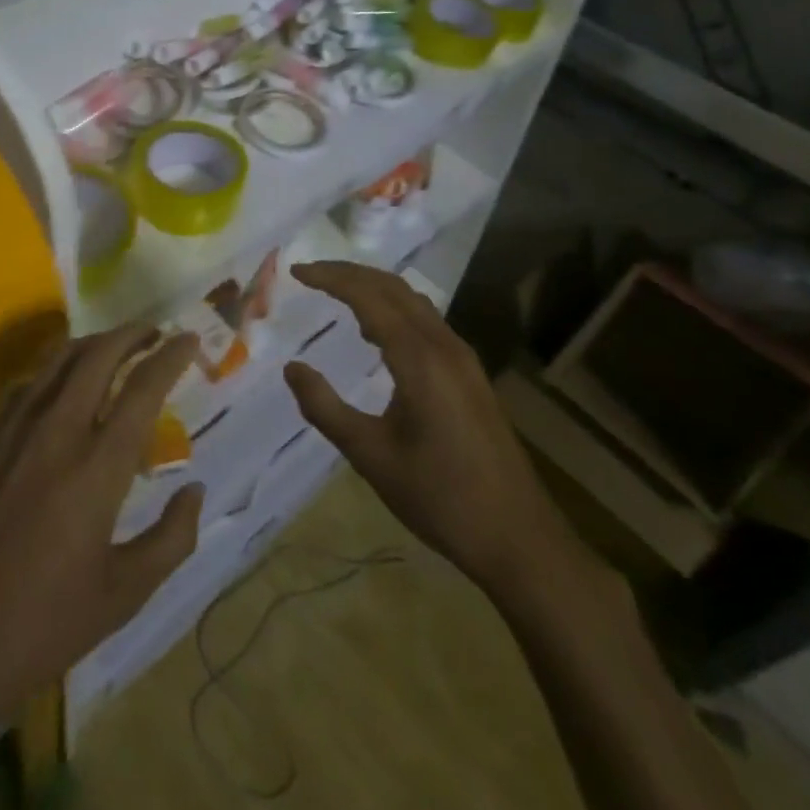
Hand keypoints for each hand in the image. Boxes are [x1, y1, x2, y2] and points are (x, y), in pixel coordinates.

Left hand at [0, 324, 203, 731]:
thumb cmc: (36, 628)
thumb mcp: (120, 597)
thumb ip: (170, 540)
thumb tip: (195, 490)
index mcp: (96, 468)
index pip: (142, 388)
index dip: (170, 356)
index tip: (188, 339)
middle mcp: (55, 431)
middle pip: (98, 354)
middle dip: (131, 333)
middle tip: (154, 333)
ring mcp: (10, 430)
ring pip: (58, 360)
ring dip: (93, 344)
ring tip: (114, 349)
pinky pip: (27, 386)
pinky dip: (56, 372)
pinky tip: (62, 392)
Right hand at [283, 261, 572, 594]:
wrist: (518, 538)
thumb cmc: (440, 497)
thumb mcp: (370, 455)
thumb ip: (325, 408)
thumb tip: (292, 368)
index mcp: (419, 359)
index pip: (368, 296)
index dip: (330, 278)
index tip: (296, 272)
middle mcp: (444, 345)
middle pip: (393, 287)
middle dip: (350, 273)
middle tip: (311, 274)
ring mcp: (463, 359)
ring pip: (413, 302)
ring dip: (374, 288)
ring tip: (336, 295)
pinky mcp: (470, 375)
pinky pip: (426, 322)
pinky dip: (394, 311)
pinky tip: (376, 334)